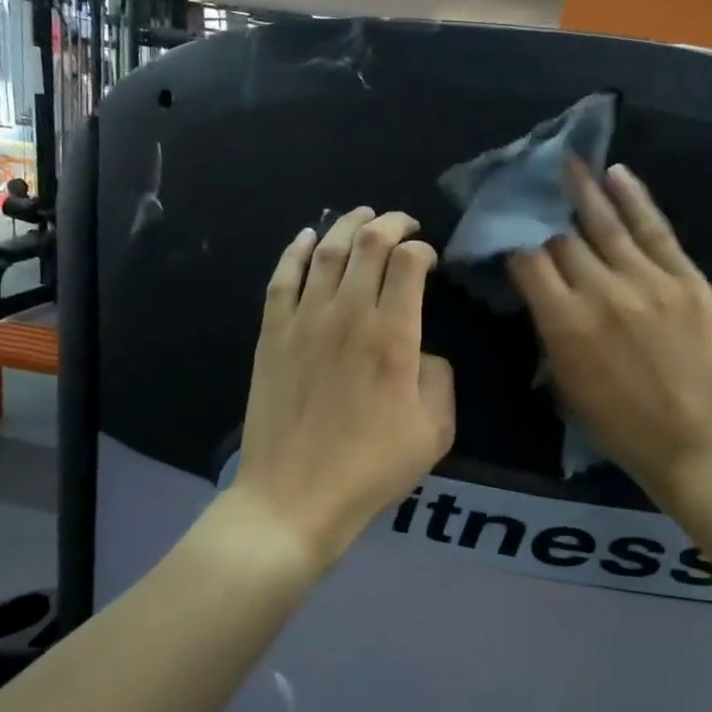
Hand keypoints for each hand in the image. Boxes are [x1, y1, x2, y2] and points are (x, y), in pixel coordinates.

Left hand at [229, 207, 455, 567]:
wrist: (295, 496)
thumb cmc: (371, 468)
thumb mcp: (435, 430)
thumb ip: (439, 377)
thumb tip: (422, 350)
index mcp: (393, 335)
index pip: (409, 263)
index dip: (423, 249)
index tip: (429, 258)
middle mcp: (347, 314)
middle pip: (368, 244)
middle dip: (390, 222)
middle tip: (402, 221)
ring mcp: (304, 321)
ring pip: (325, 251)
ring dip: (346, 225)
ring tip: (362, 215)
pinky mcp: (272, 334)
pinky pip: (283, 277)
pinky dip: (296, 250)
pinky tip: (306, 237)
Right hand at [508, 161, 711, 502]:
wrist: (694, 441)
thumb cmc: (618, 424)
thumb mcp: (564, 383)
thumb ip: (548, 330)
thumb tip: (538, 289)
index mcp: (564, 323)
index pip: (528, 261)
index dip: (513, 240)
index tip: (508, 229)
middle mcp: (601, 292)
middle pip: (563, 238)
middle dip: (544, 214)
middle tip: (532, 188)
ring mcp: (649, 281)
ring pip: (607, 223)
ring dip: (584, 189)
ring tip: (569, 161)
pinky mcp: (687, 279)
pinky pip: (655, 229)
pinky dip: (635, 199)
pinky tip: (618, 174)